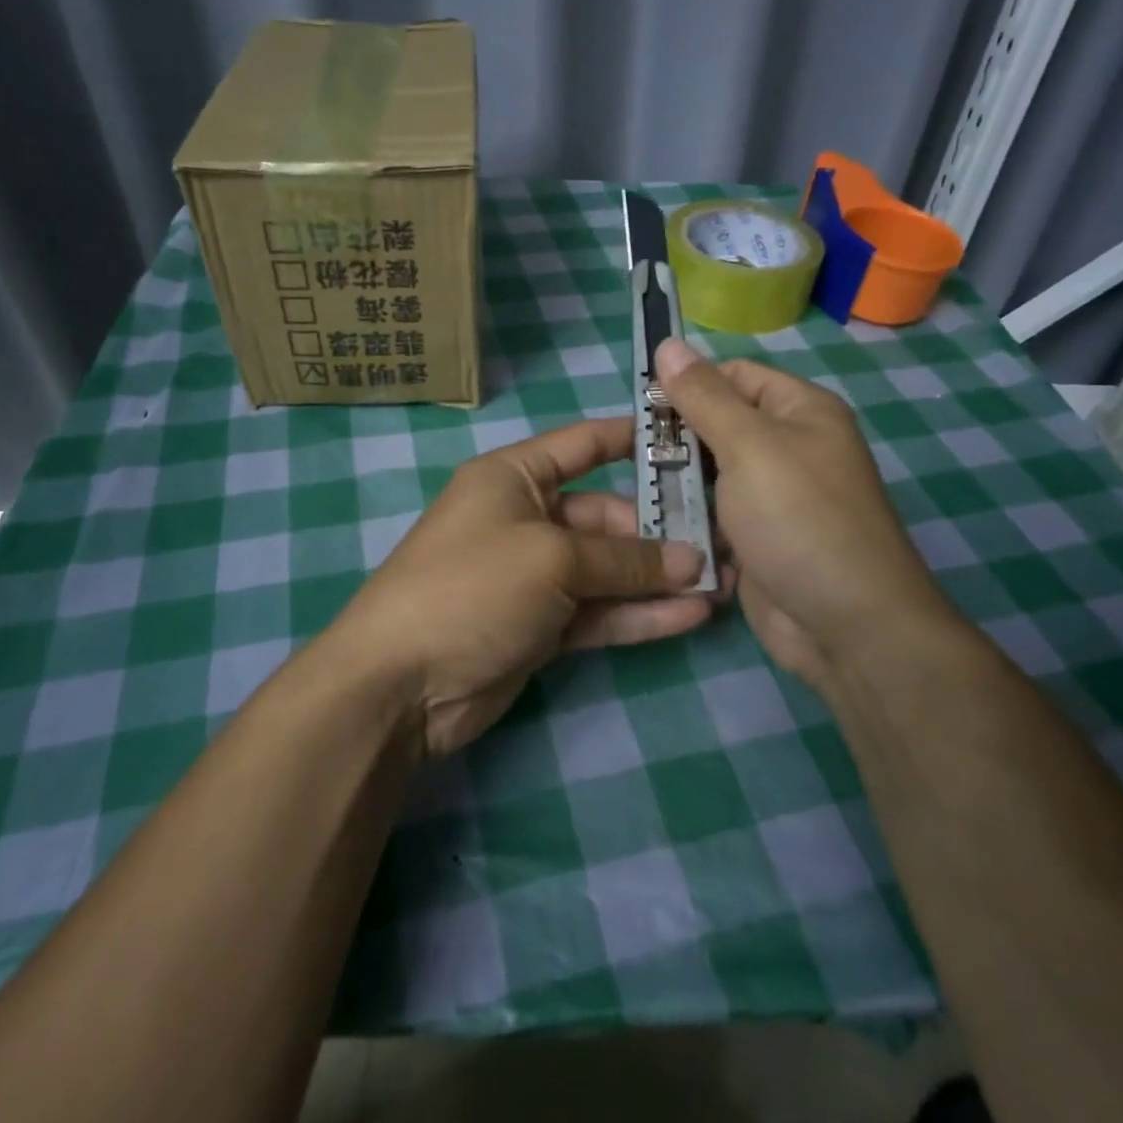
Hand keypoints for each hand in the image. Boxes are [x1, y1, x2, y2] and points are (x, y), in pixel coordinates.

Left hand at [318, 418, 725, 758]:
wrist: (401, 683)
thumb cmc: (472, 587)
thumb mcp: (552, 559)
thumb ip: (625, 560)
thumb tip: (691, 562)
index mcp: (513, 478)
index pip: (582, 444)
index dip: (631, 438)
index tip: (688, 439)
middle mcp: (524, 519)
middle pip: (603, 515)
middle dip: (658, 531)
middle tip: (720, 541)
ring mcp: (532, 577)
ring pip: (607, 570)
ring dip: (658, 577)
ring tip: (722, 581)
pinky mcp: (539, 627)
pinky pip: (598, 612)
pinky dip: (638, 614)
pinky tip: (691, 616)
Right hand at [654, 339, 956, 690]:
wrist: (846, 626)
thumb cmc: (799, 519)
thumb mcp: (749, 446)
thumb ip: (703, 397)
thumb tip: (668, 343)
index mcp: (800, 411)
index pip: (733, 376)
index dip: (689, 384)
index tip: (642, 407)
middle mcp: (790, 448)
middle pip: (718, 424)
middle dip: (677, 438)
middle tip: (633, 454)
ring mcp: (774, 498)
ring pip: (710, 474)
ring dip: (678, 482)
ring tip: (637, 492)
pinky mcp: (758, 539)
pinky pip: (715, 516)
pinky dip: (690, 519)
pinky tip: (657, 526)